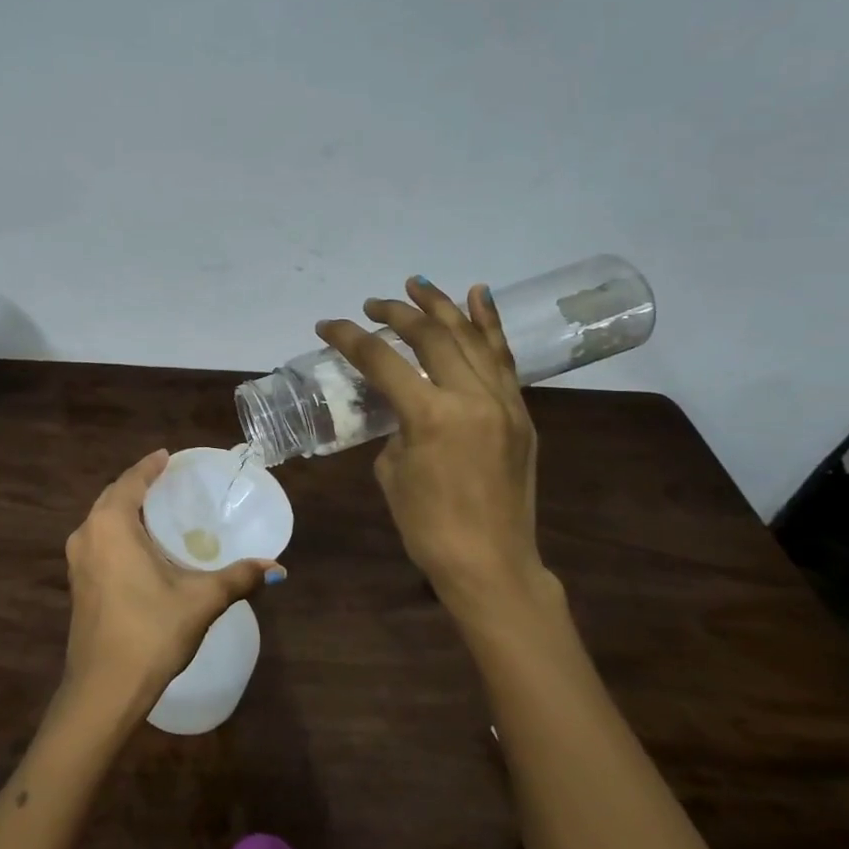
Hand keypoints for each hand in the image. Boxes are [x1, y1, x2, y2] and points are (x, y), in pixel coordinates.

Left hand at [60, 450, 281, 721]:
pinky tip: (142, 547)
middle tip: (169, 482)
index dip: (150, 466)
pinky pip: (99, 542)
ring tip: (159, 511)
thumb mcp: (200, 601)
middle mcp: (87, 534)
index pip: (131, 481)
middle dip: (138, 486)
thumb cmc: (150, 632)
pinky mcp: (78, 583)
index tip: (167, 456)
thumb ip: (237, 578)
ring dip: (127, 511)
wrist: (103, 690)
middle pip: (113, 497)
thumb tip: (276, 567)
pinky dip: (119, 533)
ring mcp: (78, 561)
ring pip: (103, 521)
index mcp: (111, 525)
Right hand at [316, 278, 563, 635]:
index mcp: (430, 415)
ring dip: (442, 306)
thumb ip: (396, 426)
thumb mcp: (392, 470)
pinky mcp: (520, 413)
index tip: (327, 326)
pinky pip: (503, 359)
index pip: (382, 361)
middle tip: (373, 303)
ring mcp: (502, 402)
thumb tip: (403, 406)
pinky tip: (478, 296)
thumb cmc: (427, 526)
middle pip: (430, 337)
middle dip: (397, 313)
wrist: (491, 564)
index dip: (350, 338)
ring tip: (418, 284)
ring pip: (471, 337)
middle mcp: (471, 397)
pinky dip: (490, 325)